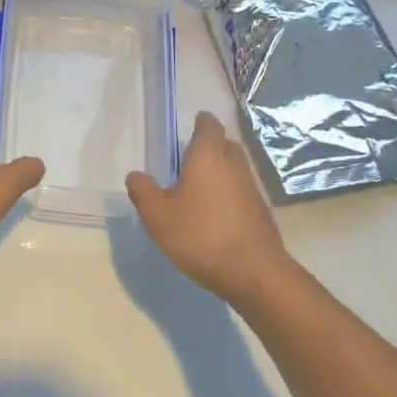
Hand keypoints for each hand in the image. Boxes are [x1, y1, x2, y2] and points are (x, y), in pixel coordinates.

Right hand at [127, 111, 292, 310]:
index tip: (189, 127)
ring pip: (234, 169)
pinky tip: (213, 213)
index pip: (208, 125)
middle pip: (224, 144)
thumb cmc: (201, 235)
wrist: (254, 273)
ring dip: (218, 172)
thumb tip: (136, 175)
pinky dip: (227, 194)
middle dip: (208, 146)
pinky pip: (241, 191)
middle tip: (187, 159)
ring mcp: (252, 188)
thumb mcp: (157, 216)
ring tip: (196, 188)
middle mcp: (234, 164)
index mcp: (208, 156)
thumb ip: (143, 191)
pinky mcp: (261, 211)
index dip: (200, 123)